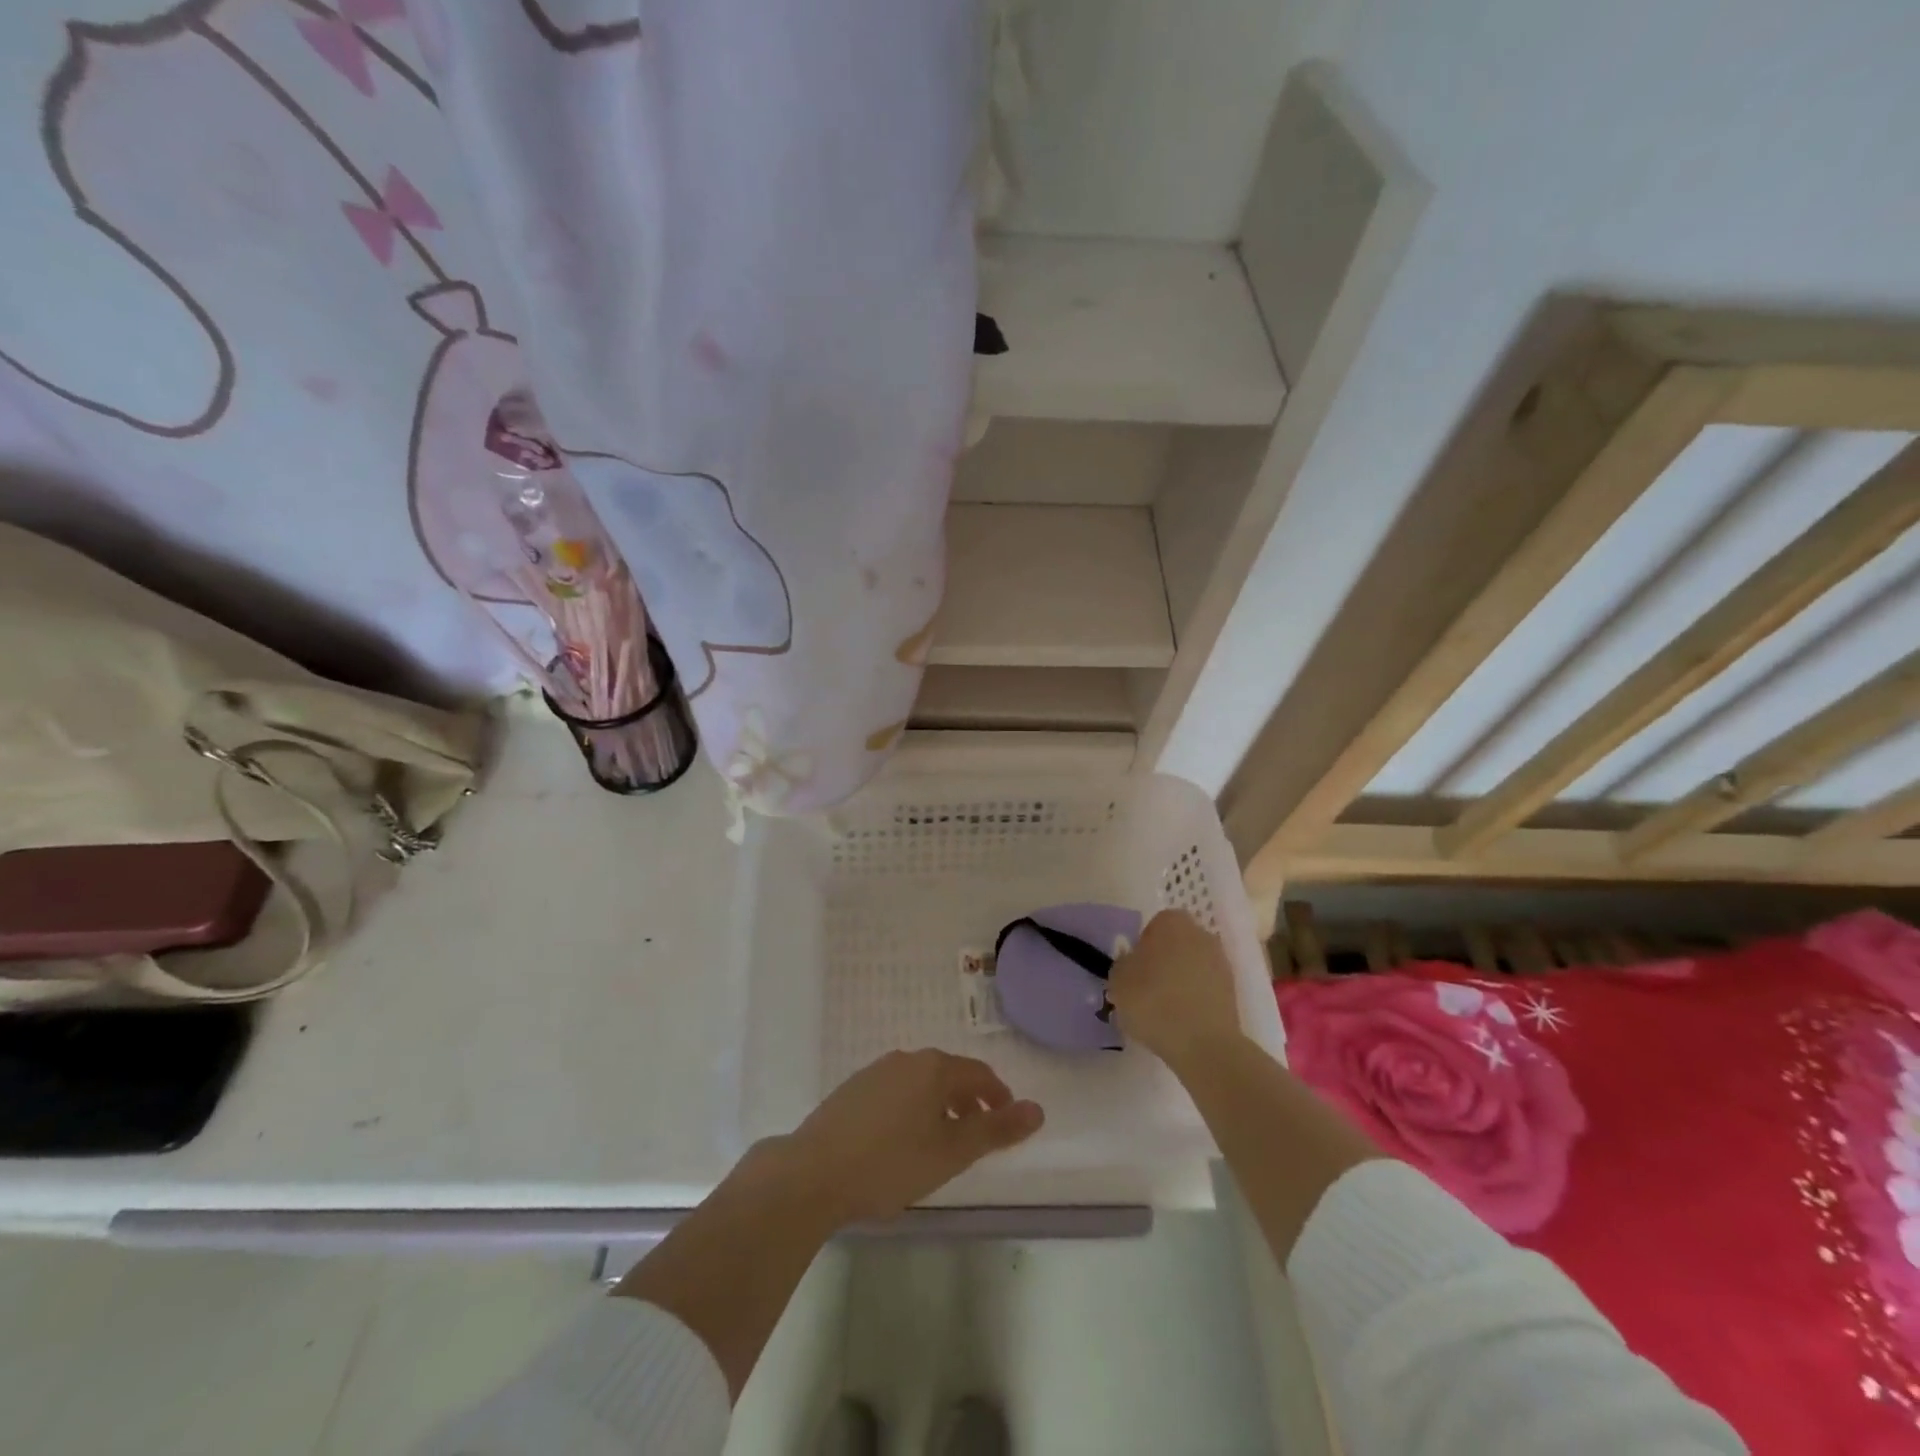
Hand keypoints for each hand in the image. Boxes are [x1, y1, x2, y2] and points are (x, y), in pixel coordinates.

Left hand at [771, 1050, 1043, 1227]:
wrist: (813, 1173)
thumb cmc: (890, 1163)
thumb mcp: (951, 1153)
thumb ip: (996, 1130)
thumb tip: (1038, 1109)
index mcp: (934, 1068)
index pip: (979, 1074)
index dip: (999, 1097)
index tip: (1007, 1124)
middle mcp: (906, 1059)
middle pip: (950, 1075)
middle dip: (969, 1102)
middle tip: (978, 1138)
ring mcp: (875, 1072)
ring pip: (921, 1084)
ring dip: (940, 1107)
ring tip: (942, 1143)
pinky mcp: (852, 1090)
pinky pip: (896, 1093)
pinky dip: (912, 1110)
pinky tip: (902, 1142)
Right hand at [1106, 909, 1243, 1071]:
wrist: (1203, 1044)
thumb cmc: (1153, 1001)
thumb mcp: (1118, 979)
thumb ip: (1124, 964)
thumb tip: (1133, 963)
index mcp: (1172, 922)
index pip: (1153, 926)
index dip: (1141, 947)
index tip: (1133, 971)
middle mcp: (1201, 934)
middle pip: (1176, 944)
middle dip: (1163, 962)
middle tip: (1145, 989)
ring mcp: (1221, 963)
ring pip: (1192, 967)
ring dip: (1180, 982)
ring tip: (1163, 1010)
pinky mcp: (1233, 992)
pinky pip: (1204, 989)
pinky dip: (1194, 1000)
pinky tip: (1180, 1022)